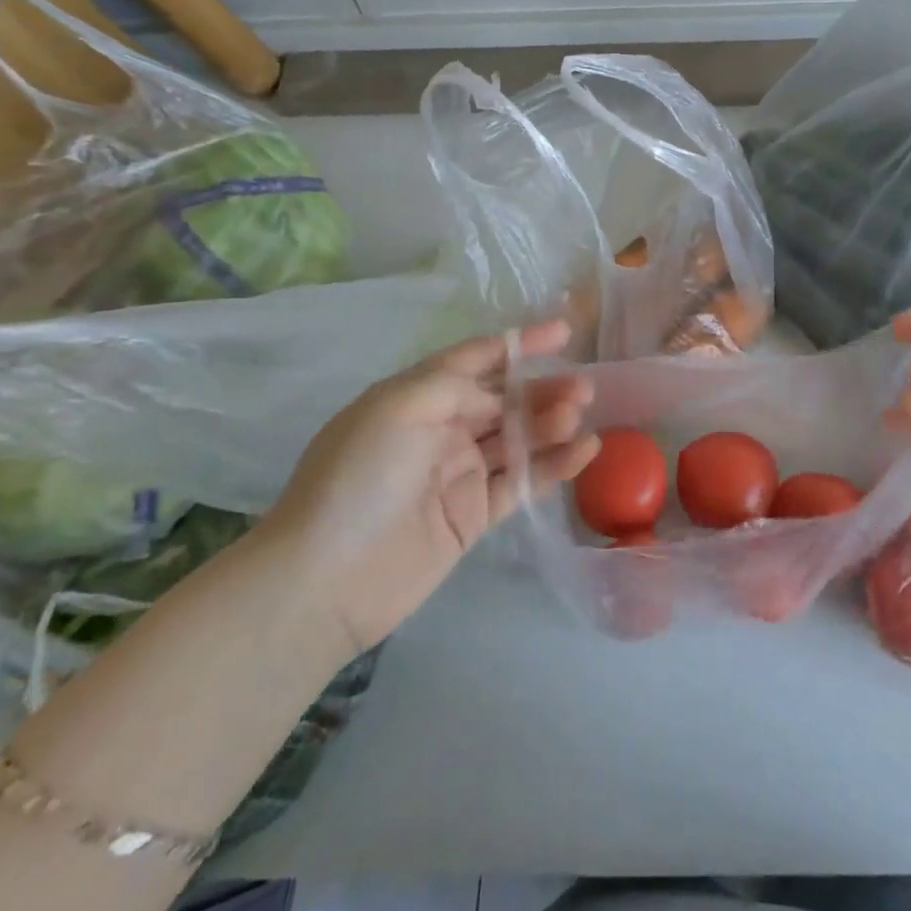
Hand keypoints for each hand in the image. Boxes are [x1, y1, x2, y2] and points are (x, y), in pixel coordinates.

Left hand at [258, 321, 597, 652]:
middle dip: (543, 387)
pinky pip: (522, 481)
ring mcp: (459, 473)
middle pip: (504, 399)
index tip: (563, 332)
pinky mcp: (474, 515)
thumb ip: (455, 386)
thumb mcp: (398, 407)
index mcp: (416, 396)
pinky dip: (554, 466)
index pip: (476, 358)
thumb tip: (498, 400)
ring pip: (518, 438)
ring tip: (579, 415)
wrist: (326, 579)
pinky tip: (584, 451)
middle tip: (584, 385)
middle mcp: (441, 428)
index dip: (519, 343)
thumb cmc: (358, 478)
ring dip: (551, 423)